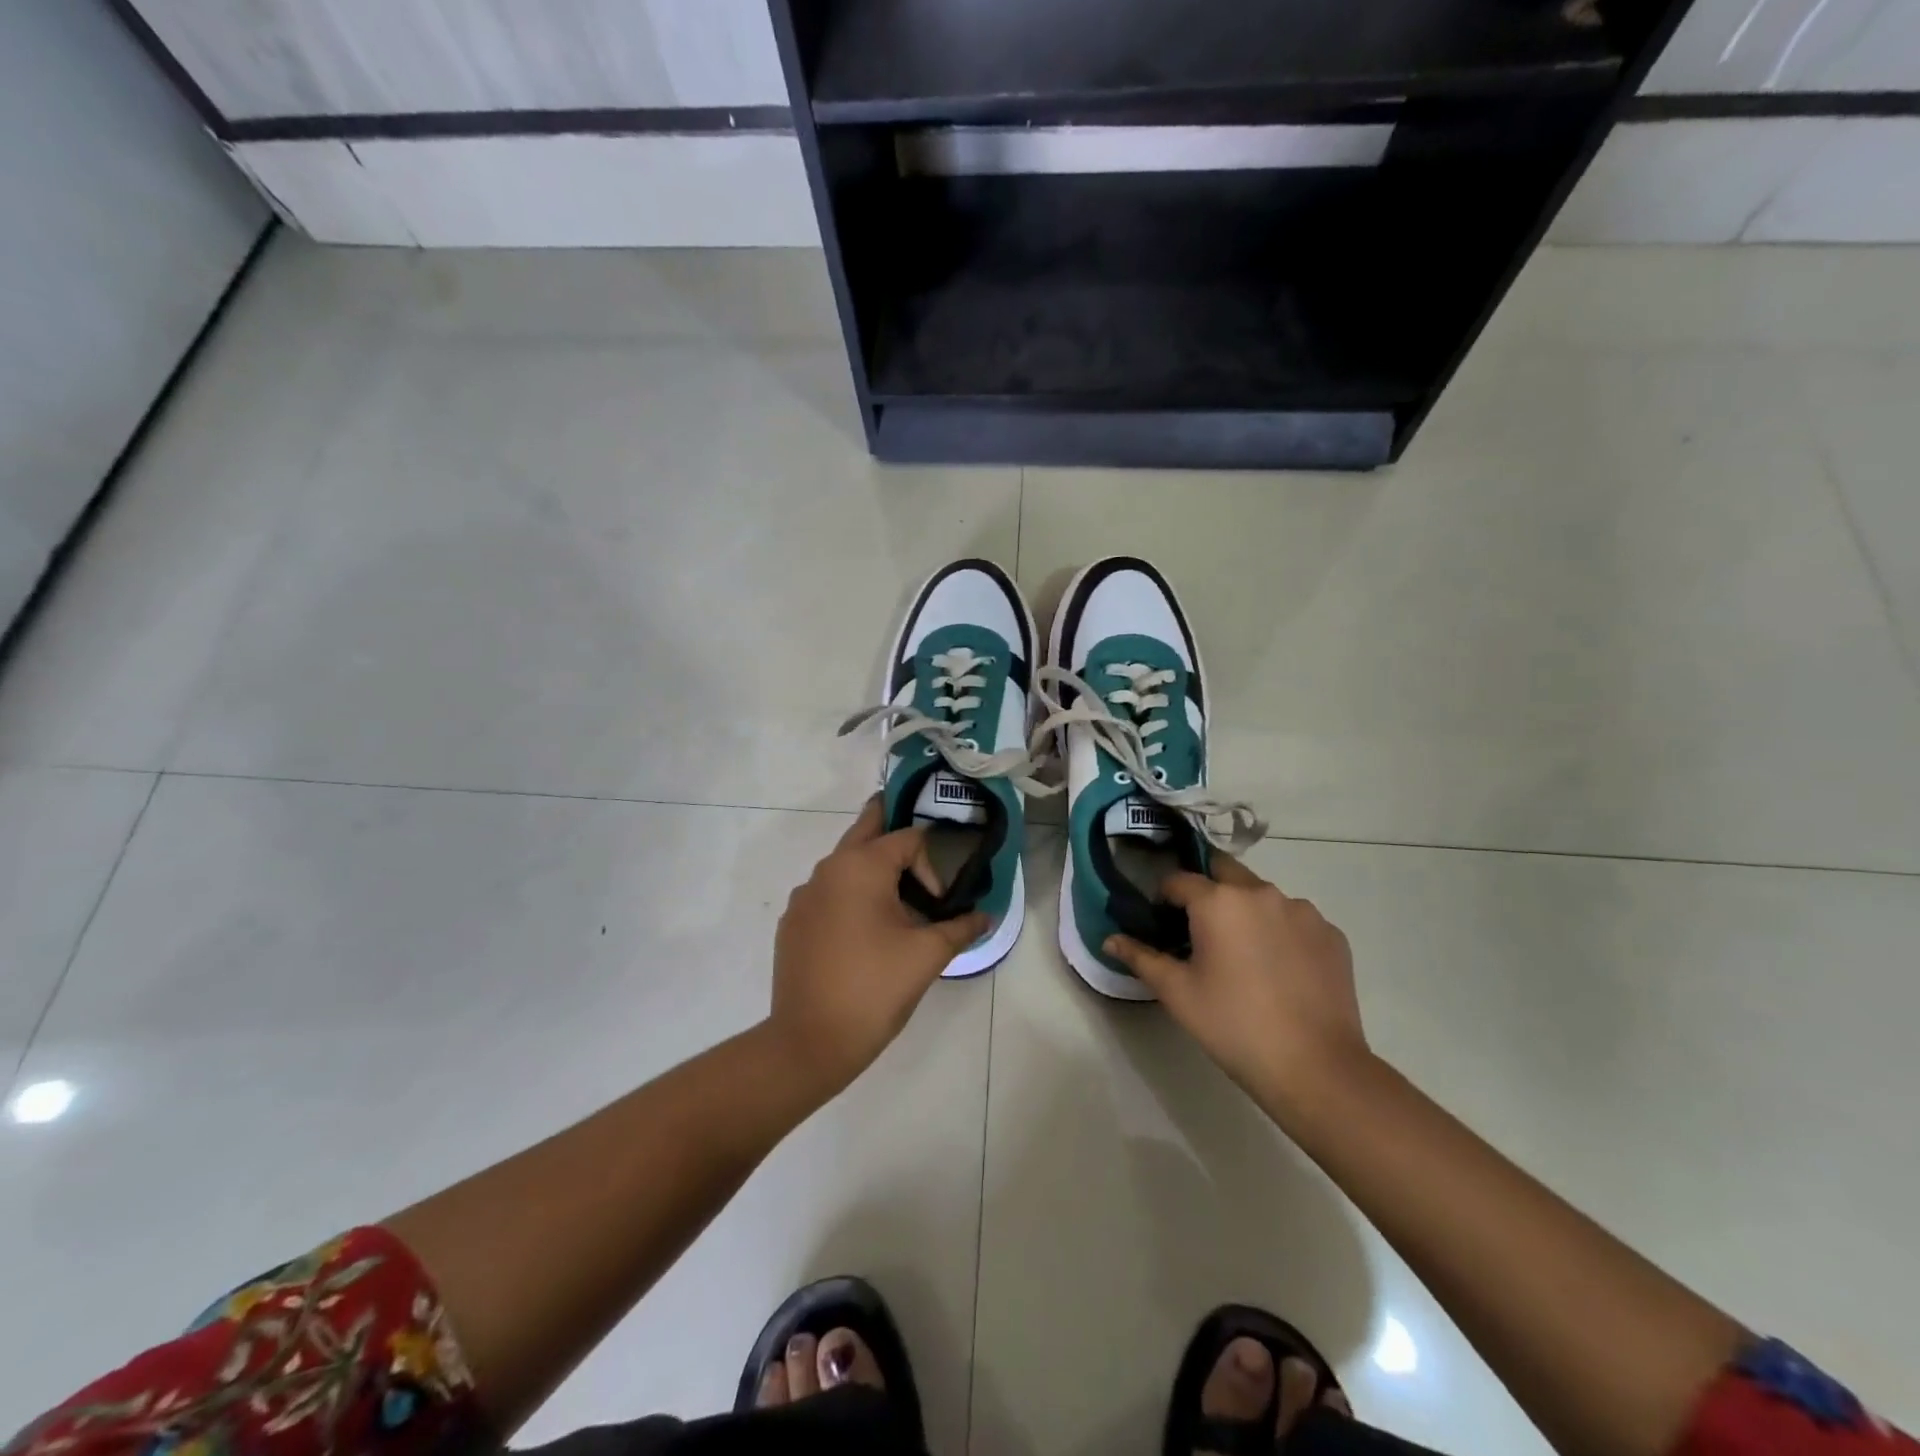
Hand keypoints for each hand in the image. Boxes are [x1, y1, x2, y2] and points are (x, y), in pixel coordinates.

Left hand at [766, 799, 989, 1099]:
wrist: (809, 1041)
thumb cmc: (875, 988)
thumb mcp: (927, 955)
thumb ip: (960, 928)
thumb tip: (985, 916)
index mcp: (861, 866)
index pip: (908, 839)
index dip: (931, 866)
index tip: (940, 904)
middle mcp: (828, 869)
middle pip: (865, 830)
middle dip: (891, 826)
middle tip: (916, 837)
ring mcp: (804, 895)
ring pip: (844, 864)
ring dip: (871, 869)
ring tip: (896, 901)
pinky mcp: (793, 922)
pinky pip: (827, 893)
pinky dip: (848, 897)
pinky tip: (862, 933)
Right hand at [1105, 857, 1369, 1113]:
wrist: (1315, 1067)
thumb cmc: (1233, 1025)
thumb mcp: (1176, 992)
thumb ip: (1140, 957)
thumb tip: (1109, 939)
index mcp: (1218, 901)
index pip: (1178, 879)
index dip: (1163, 898)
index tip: (1161, 923)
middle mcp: (1261, 892)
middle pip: (1223, 872)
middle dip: (1207, 891)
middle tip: (1201, 931)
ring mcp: (1302, 911)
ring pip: (1262, 896)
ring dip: (1246, 911)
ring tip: (1244, 956)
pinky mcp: (1331, 934)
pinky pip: (1294, 919)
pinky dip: (1280, 932)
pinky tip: (1279, 970)